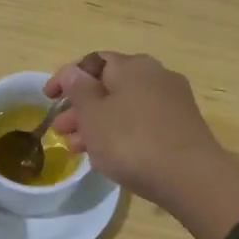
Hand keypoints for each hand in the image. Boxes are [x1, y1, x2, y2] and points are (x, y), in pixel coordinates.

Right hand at [45, 53, 238, 238]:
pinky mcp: (182, 127)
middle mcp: (156, 76)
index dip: (66, 77)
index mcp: (133, 66)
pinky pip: (141, 123)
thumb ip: (79, 91)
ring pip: (124, 107)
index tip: (47, 98)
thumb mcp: (94, 116)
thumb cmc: (132, 142)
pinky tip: (107, 156)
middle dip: (81, 107)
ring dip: (97, 124)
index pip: (92, 61)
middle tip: (61, 130)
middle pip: (109, 86)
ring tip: (76, 149)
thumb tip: (74, 72)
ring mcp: (173, 102)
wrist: (191, 178)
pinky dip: (120, 134)